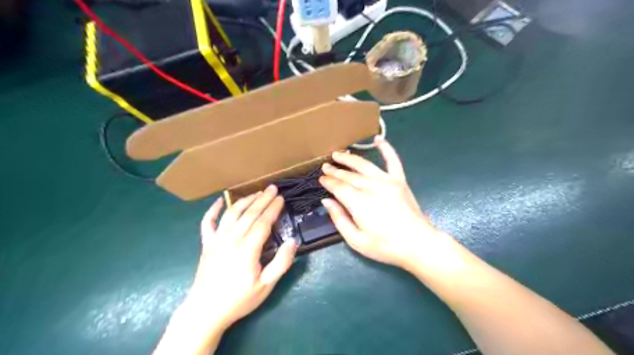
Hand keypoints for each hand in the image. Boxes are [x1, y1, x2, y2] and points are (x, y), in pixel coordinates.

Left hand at [185, 186, 295, 329]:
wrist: (205, 311)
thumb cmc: (239, 299)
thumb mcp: (266, 286)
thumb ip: (281, 263)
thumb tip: (293, 241)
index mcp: (248, 248)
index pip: (263, 222)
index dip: (273, 208)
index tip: (281, 198)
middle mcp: (232, 238)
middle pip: (249, 213)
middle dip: (263, 199)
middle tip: (273, 188)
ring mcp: (217, 239)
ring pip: (232, 213)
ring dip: (245, 200)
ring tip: (256, 192)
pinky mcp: (206, 244)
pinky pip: (208, 222)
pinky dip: (213, 209)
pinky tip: (220, 201)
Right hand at [323, 138, 456, 270]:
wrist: (418, 244)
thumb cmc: (385, 246)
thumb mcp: (356, 240)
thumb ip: (339, 219)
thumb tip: (326, 201)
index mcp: (359, 203)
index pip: (339, 187)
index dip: (328, 182)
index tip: (321, 179)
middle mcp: (372, 187)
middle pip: (349, 176)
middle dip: (335, 171)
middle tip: (325, 166)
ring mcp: (388, 181)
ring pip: (364, 165)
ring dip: (350, 159)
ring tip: (338, 154)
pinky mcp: (400, 180)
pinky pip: (392, 160)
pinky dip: (386, 148)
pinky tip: (378, 138)